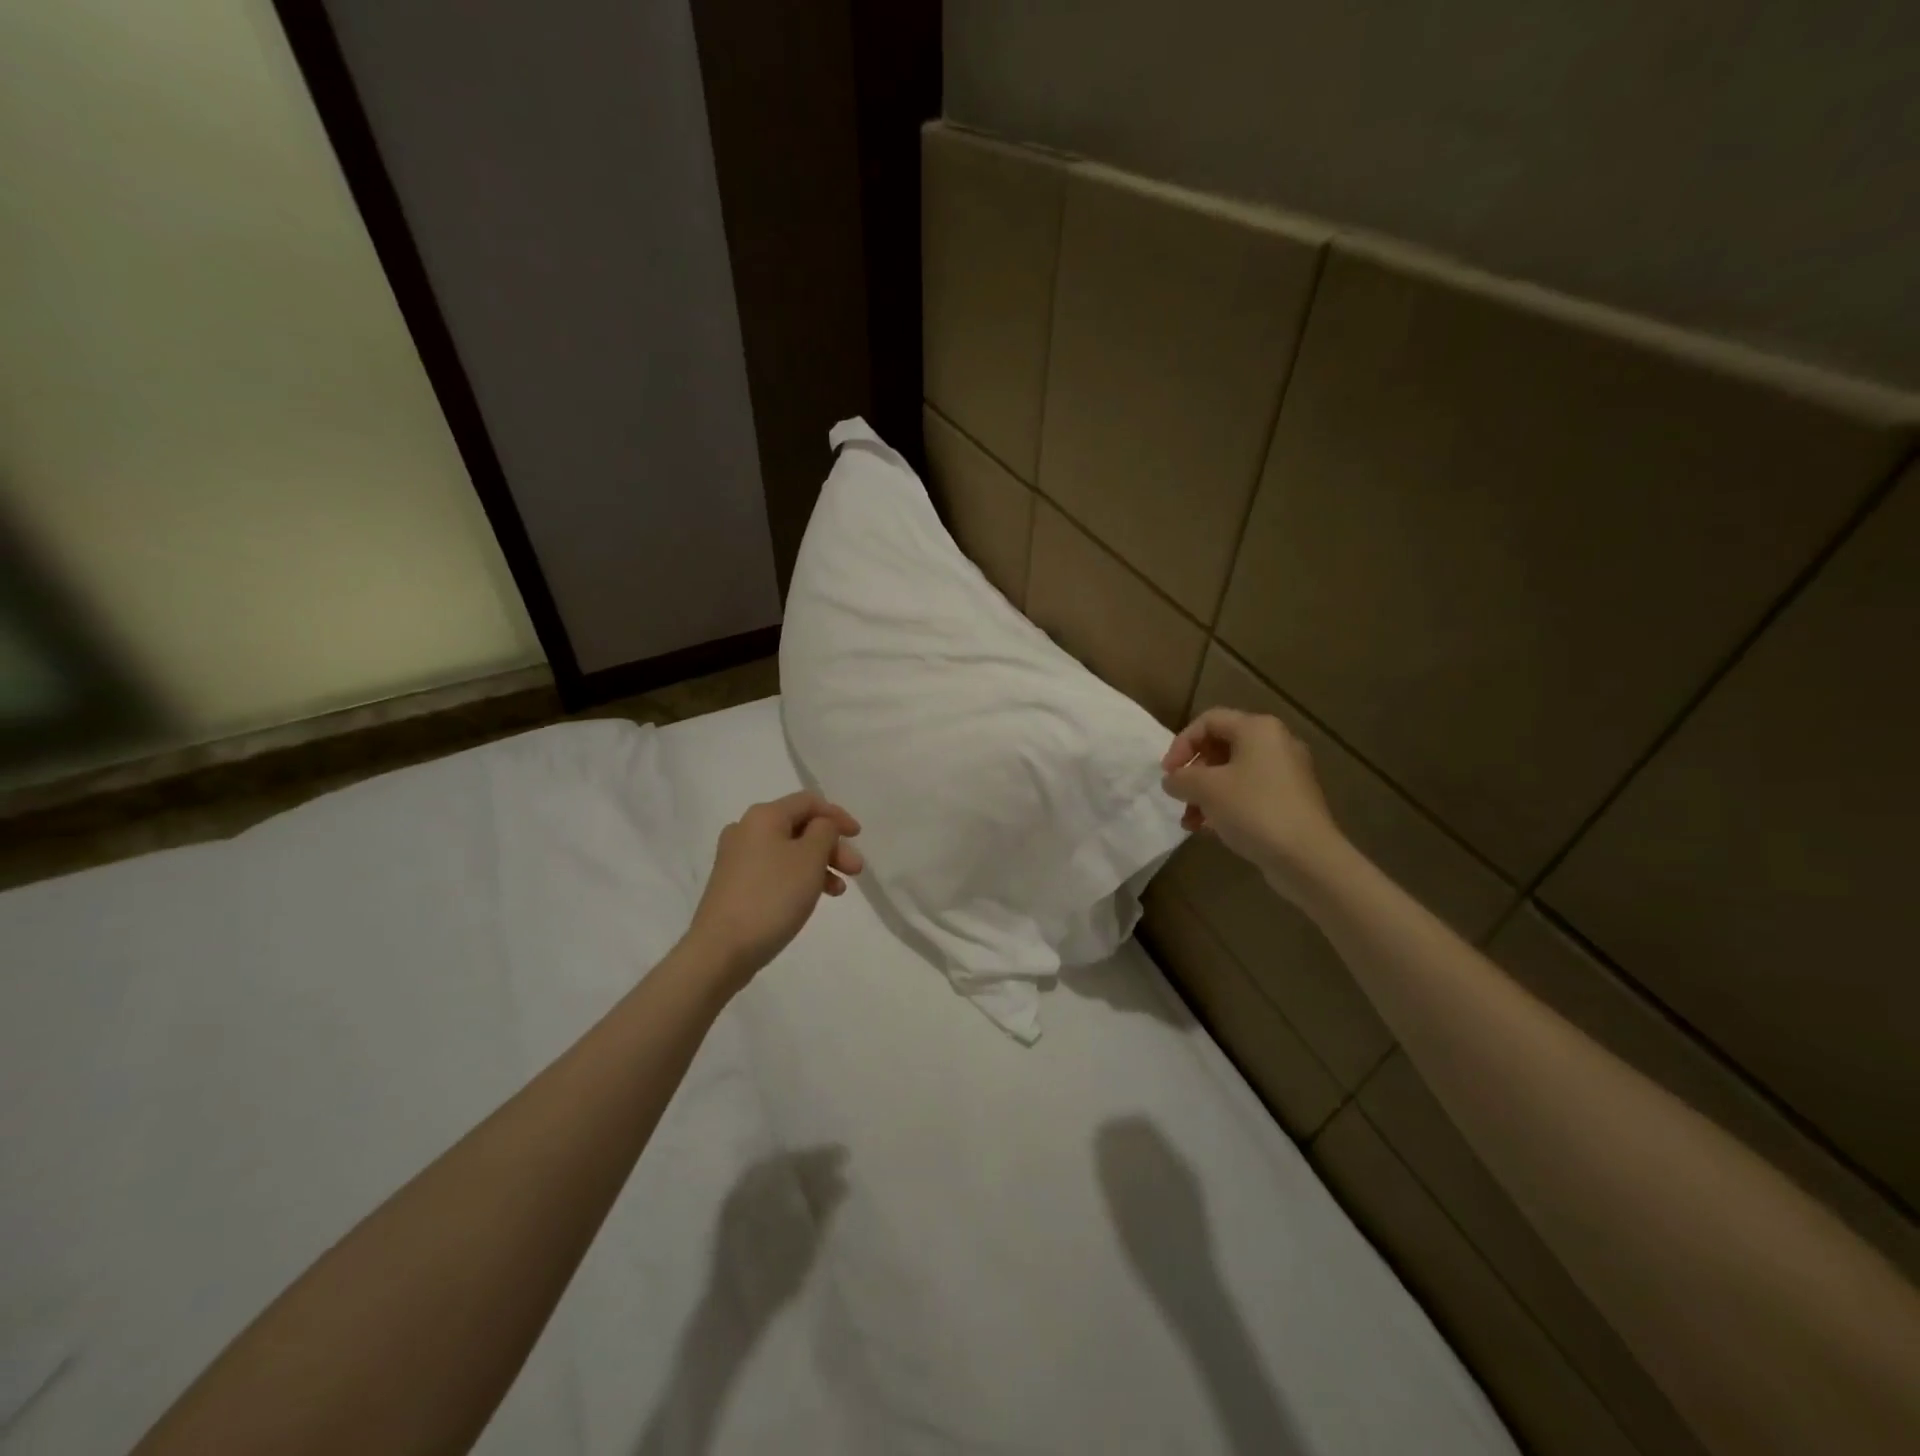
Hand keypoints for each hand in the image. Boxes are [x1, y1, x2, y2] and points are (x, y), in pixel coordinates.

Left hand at [685, 792, 862, 992]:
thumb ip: (825, 832)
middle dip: (831, 846)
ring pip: (789, 851)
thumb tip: (821, 826)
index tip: (859, 837)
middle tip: (855, 870)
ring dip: (819, 864)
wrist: (720, 949)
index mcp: (764, 816)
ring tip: (838, 891)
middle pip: (799, 827)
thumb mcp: (810, 858)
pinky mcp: (734, 884)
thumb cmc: (772, 896)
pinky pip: (775, 870)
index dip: (838, 815)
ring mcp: (736, 858)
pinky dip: (798, 878)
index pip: (809, 801)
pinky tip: (812, 898)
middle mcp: (746, 829)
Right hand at [1160, 708, 1345, 899]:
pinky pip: (1249, 794)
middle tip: (1179, 795)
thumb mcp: (1206, 789)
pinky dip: (1225, 806)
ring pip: (1233, 774)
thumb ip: (1181, 778)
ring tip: (1190, 821)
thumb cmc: (1253, 810)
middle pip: (1221, 747)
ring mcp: (1287, 774)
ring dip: (1205, 794)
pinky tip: (1209, 830)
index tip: (1168, 773)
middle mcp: (1276, 744)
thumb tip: (1172, 780)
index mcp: (1258, 729)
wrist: (1307, 857)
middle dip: (1194, 772)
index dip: (1181, 743)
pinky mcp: (1290, 801)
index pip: (1209, 720)